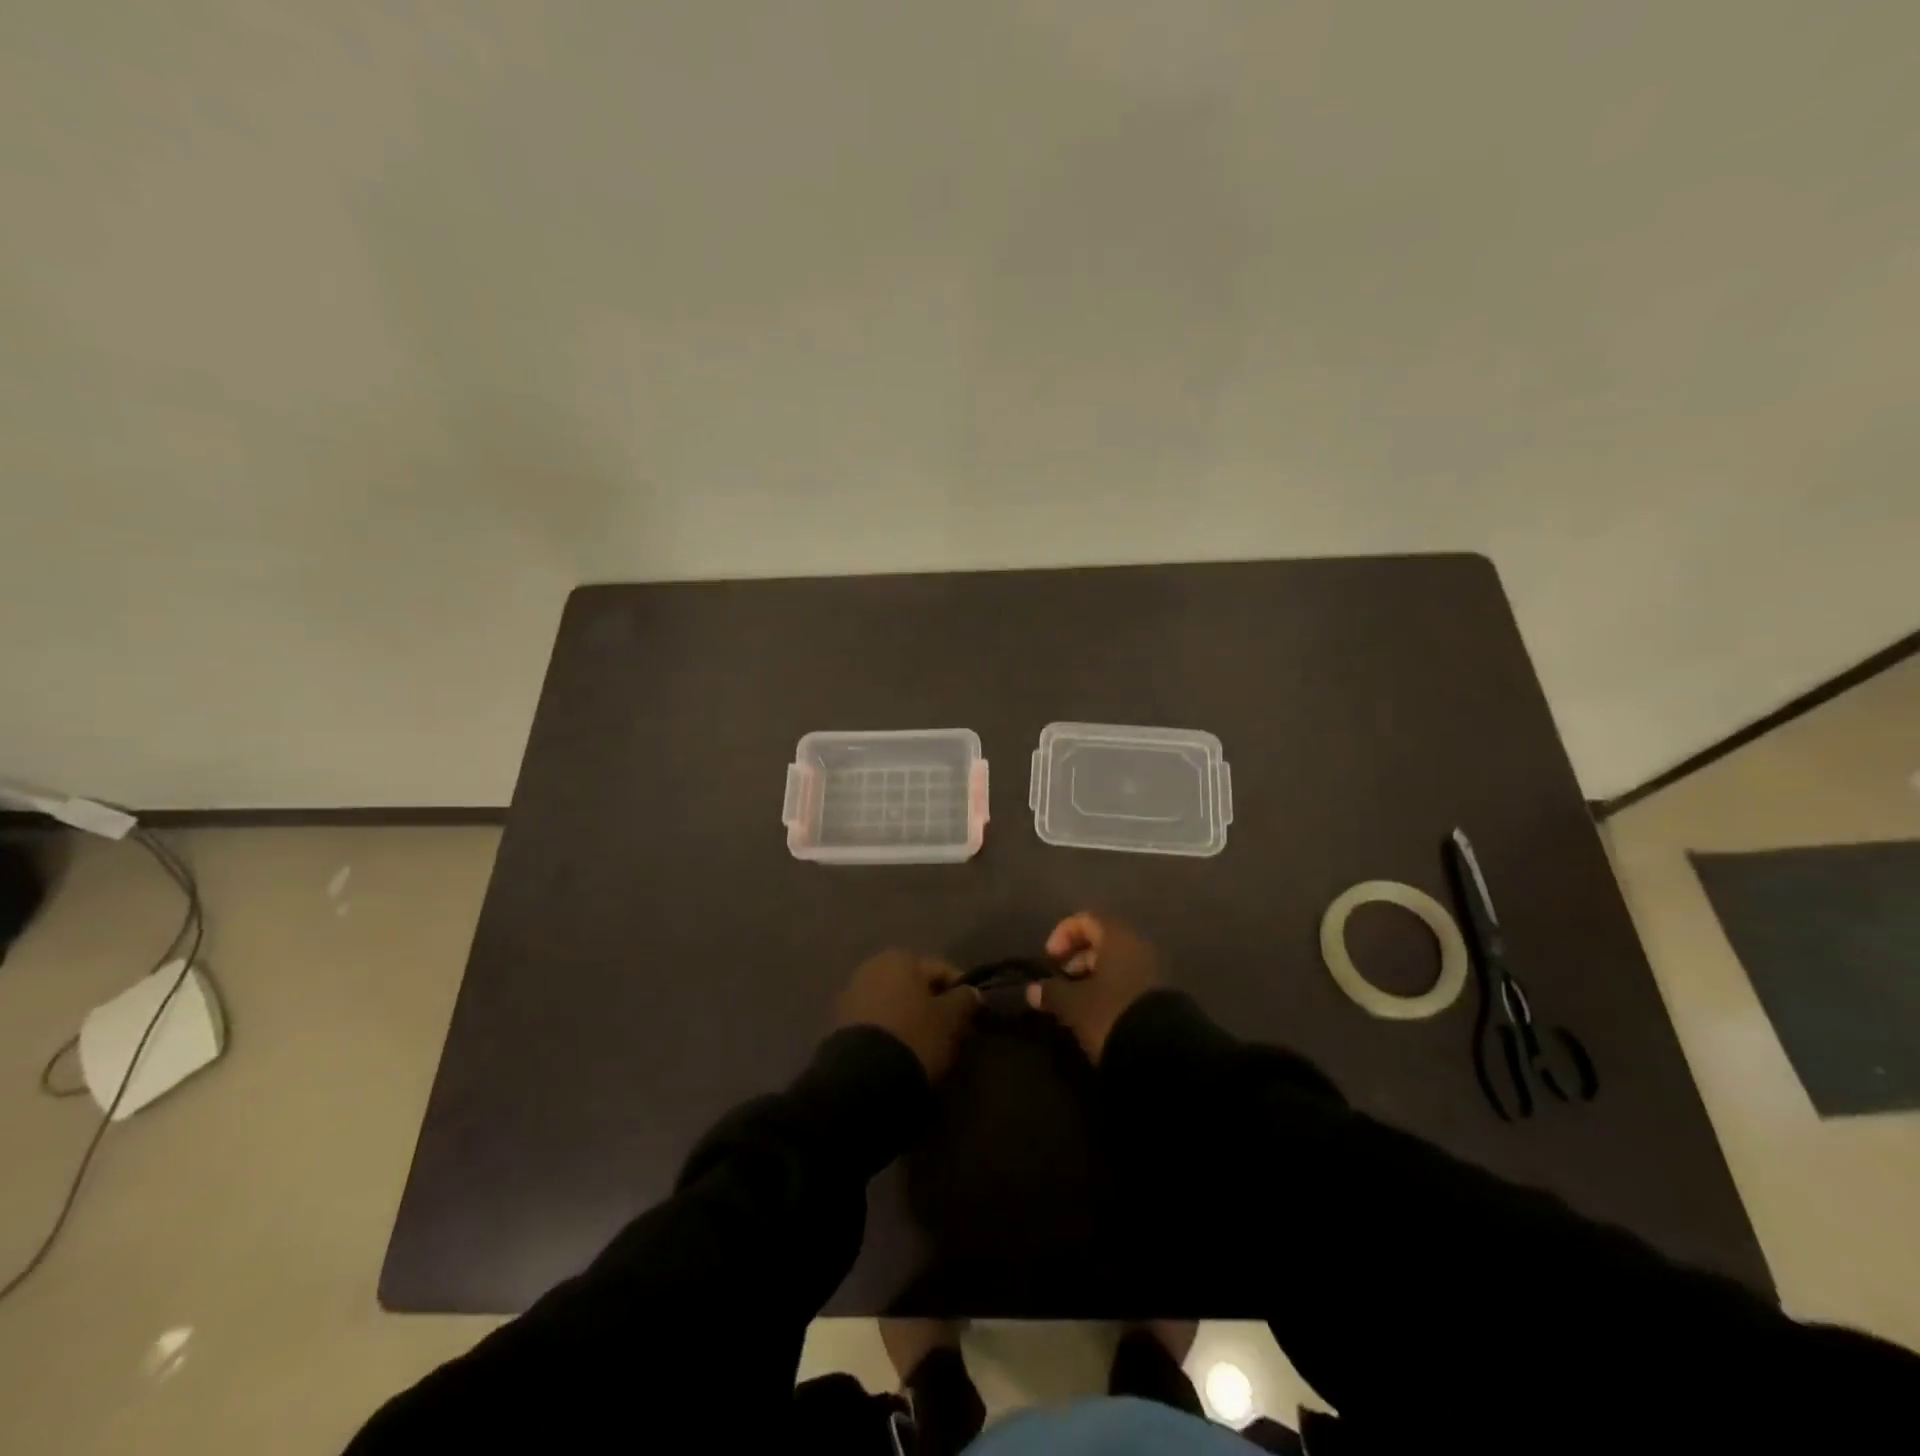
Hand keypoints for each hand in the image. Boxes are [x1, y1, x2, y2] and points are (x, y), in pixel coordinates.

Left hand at [833, 949, 977, 1079]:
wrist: (862, 1078)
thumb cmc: (914, 1036)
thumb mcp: (950, 1019)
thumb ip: (964, 1000)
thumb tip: (971, 992)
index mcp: (900, 958)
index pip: (942, 970)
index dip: (962, 992)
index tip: (974, 1016)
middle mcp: (872, 967)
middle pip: (915, 986)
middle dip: (934, 1006)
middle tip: (954, 1033)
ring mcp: (852, 995)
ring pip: (895, 1004)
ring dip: (912, 1019)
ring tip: (929, 1047)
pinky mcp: (839, 1025)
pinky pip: (878, 1023)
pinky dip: (892, 1033)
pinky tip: (903, 1053)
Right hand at [1027, 912, 1161, 1061]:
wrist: (1164, 1053)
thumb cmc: (1110, 1013)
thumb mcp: (1073, 1004)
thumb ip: (1051, 992)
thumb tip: (1032, 990)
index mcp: (1117, 937)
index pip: (1085, 919)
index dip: (1063, 935)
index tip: (1051, 960)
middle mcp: (1138, 946)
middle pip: (1103, 941)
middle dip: (1078, 958)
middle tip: (1062, 982)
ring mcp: (1155, 970)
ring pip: (1118, 963)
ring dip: (1094, 977)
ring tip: (1077, 1002)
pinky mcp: (1163, 995)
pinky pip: (1130, 981)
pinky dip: (1112, 989)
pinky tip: (1099, 1013)